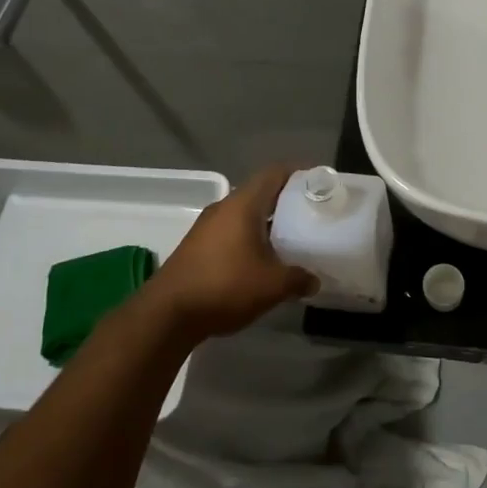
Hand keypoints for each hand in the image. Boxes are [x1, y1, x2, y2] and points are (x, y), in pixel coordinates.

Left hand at [142, 165, 318, 343]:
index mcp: (243, 204)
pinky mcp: (197, 246)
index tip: (318, 184)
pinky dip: (250, 237)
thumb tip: (315, 281)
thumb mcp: (272, 285)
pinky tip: (262, 260)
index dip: (298, 173)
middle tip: (310, 214)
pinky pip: (231, 231)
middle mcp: (224, 207)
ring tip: (291, 239)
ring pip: (244, 214)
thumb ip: (298, 279)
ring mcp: (207, 227)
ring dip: (267, 222)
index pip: (274, 173)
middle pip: (260, 192)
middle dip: (286, 201)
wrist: (167, 314)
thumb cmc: (224, 286)